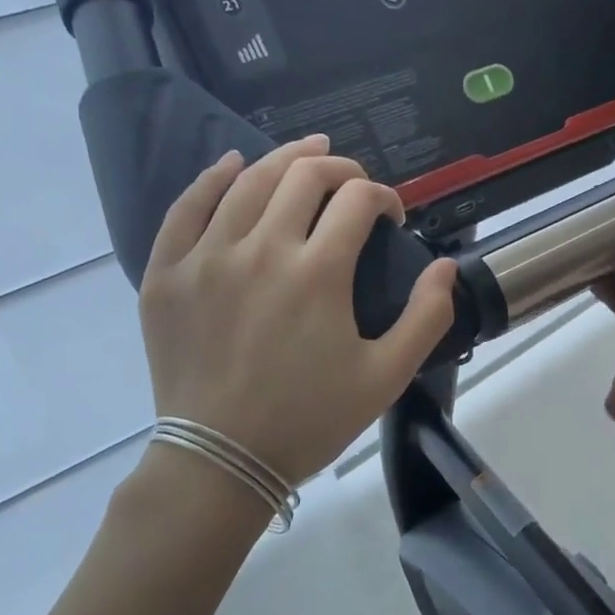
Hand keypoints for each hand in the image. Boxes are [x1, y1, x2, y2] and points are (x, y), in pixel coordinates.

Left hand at [136, 136, 457, 488]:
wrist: (221, 460)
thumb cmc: (310, 419)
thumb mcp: (387, 376)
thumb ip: (427, 316)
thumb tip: (446, 265)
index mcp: (318, 273)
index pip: (357, 201)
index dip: (383, 197)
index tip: (392, 216)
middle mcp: (261, 250)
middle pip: (304, 176)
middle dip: (340, 169)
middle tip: (355, 183)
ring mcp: (207, 258)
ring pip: (248, 181)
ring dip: (286, 159)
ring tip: (308, 154)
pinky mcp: (167, 274)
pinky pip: (186, 208)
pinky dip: (212, 178)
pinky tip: (232, 164)